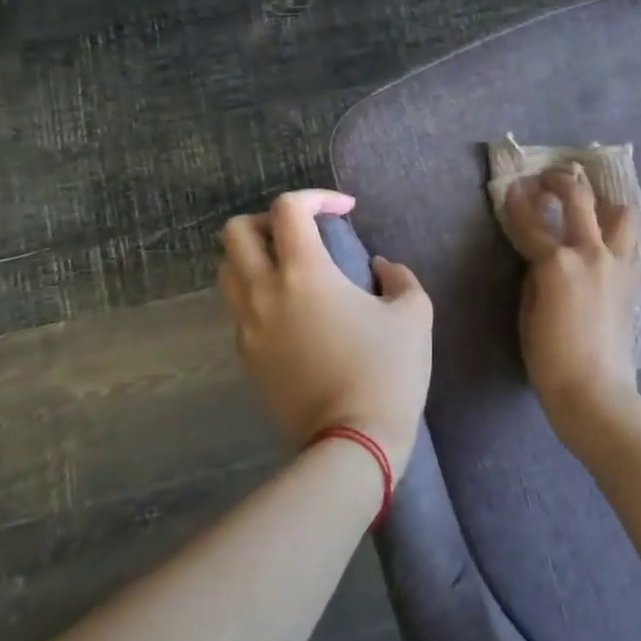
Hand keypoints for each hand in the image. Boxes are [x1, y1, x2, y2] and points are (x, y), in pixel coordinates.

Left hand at [218, 190, 433, 474]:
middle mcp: (264, 292)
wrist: (351, 443)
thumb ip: (398, 277)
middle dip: (268, 221)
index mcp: (304, 273)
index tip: (345, 211)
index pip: (288, 209)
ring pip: (227, 271)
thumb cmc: (387, 372)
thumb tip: (379, 268)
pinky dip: (257, 294)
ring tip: (291, 270)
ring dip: (253, 257)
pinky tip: (292, 313)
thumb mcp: (413, 315)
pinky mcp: (245, 357)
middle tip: (303, 235)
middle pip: (236, 232)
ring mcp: (247, 327)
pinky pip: (237, 309)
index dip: (317, 196)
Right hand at [500, 166, 640, 443]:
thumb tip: (541, 258)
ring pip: (621, 212)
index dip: (517, 201)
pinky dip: (617, 232)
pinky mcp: (633, 279)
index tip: (512, 187)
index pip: (530, 221)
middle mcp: (591, 252)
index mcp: (557, 262)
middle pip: (579, 198)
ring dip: (603, 202)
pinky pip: (630, 241)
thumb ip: (534, 277)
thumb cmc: (549, 359)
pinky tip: (604, 240)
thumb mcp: (528, 313)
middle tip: (548, 179)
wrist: (596, 392)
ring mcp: (618, 263)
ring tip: (589, 207)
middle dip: (560, 181)